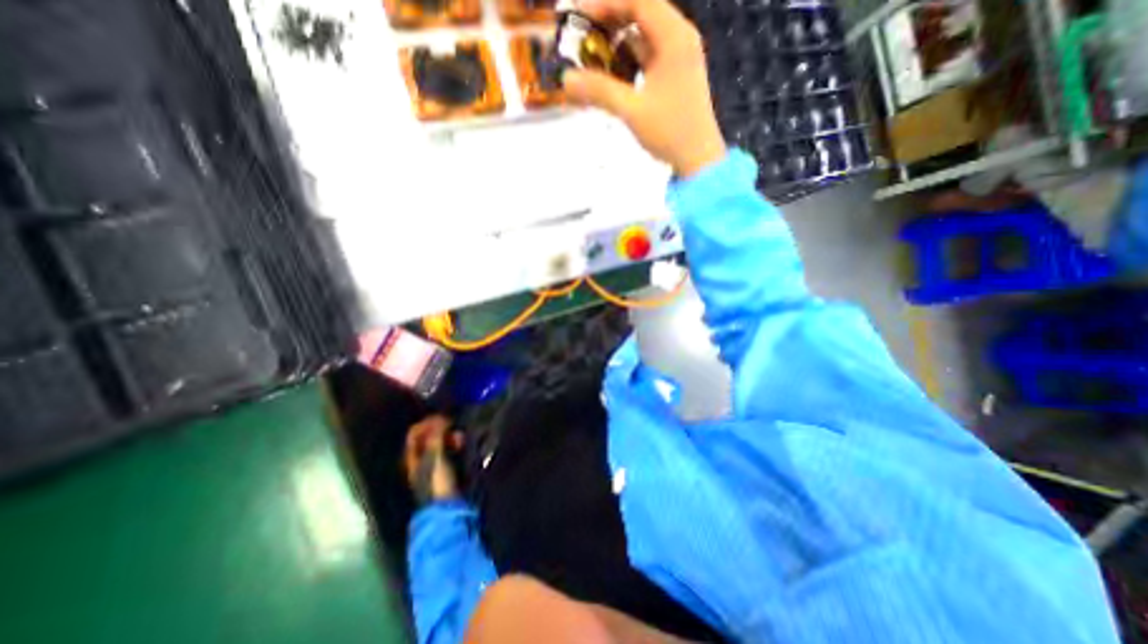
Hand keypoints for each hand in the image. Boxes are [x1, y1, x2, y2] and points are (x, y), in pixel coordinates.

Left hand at [399, 415, 459, 505]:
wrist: (445, 507)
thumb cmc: (437, 482)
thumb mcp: (435, 456)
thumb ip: (436, 436)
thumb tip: (440, 418)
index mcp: (411, 455)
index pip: (415, 431)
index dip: (428, 422)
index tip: (443, 418)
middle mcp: (418, 458)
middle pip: (427, 435)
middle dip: (441, 429)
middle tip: (453, 427)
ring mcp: (430, 464)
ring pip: (438, 442)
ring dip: (449, 436)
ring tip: (461, 437)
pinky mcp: (442, 468)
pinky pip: (447, 449)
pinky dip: (454, 445)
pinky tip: (462, 445)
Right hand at [563, 0, 724, 178]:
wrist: (698, 158)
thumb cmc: (670, 132)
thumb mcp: (632, 111)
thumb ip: (599, 92)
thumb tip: (566, 79)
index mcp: (674, 37)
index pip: (638, 0)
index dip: (606, 3)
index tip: (578, 15)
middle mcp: (679, 38)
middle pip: (642, 12)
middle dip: (610, 20)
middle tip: (583, 36)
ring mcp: (679, 57)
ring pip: (644, 36)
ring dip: (619, 41)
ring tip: (593, 56)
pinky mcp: (675, 76)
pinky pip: (648, 56)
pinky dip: (629, 59)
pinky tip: (613, 74)